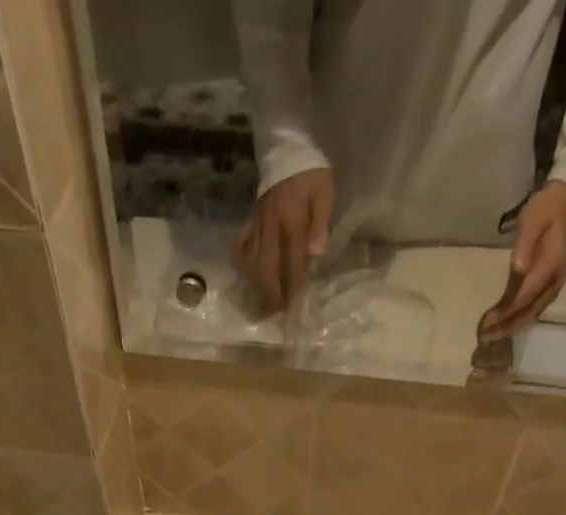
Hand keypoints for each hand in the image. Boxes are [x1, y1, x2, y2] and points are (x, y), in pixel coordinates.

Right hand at [235, 167, 334, 313]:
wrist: (286, 148)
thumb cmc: (310, 173)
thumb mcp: (324, 192)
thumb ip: (320, 222)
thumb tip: (316, 253)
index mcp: (292, 221)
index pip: (293, 261)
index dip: (294, 286)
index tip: (294, 307)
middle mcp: (271, 227)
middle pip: (268, 268)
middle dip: (271, 295)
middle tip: (275, 314)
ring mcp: (257, 225)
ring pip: (253, 262)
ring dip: (257, 287)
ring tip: (262, 305)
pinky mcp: (250, 221)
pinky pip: (241, 246)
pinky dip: (242, 263)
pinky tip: (247, 277)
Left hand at [478, 181, 565, 341]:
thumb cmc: (548, 207)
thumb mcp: (533, 218)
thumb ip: (526, 242)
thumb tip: (518, 268)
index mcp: (551, 263)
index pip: (527, 295)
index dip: (508, 311)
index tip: (489, 322)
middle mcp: (556, 277)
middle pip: (531, 310)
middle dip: (508, 325)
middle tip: (486, 336)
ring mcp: (555, 281)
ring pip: (534, 311)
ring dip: (514, 326)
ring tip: (493, 336)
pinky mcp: (551, 282)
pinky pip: (537, 306)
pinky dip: (522, 318)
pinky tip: (508, 325)